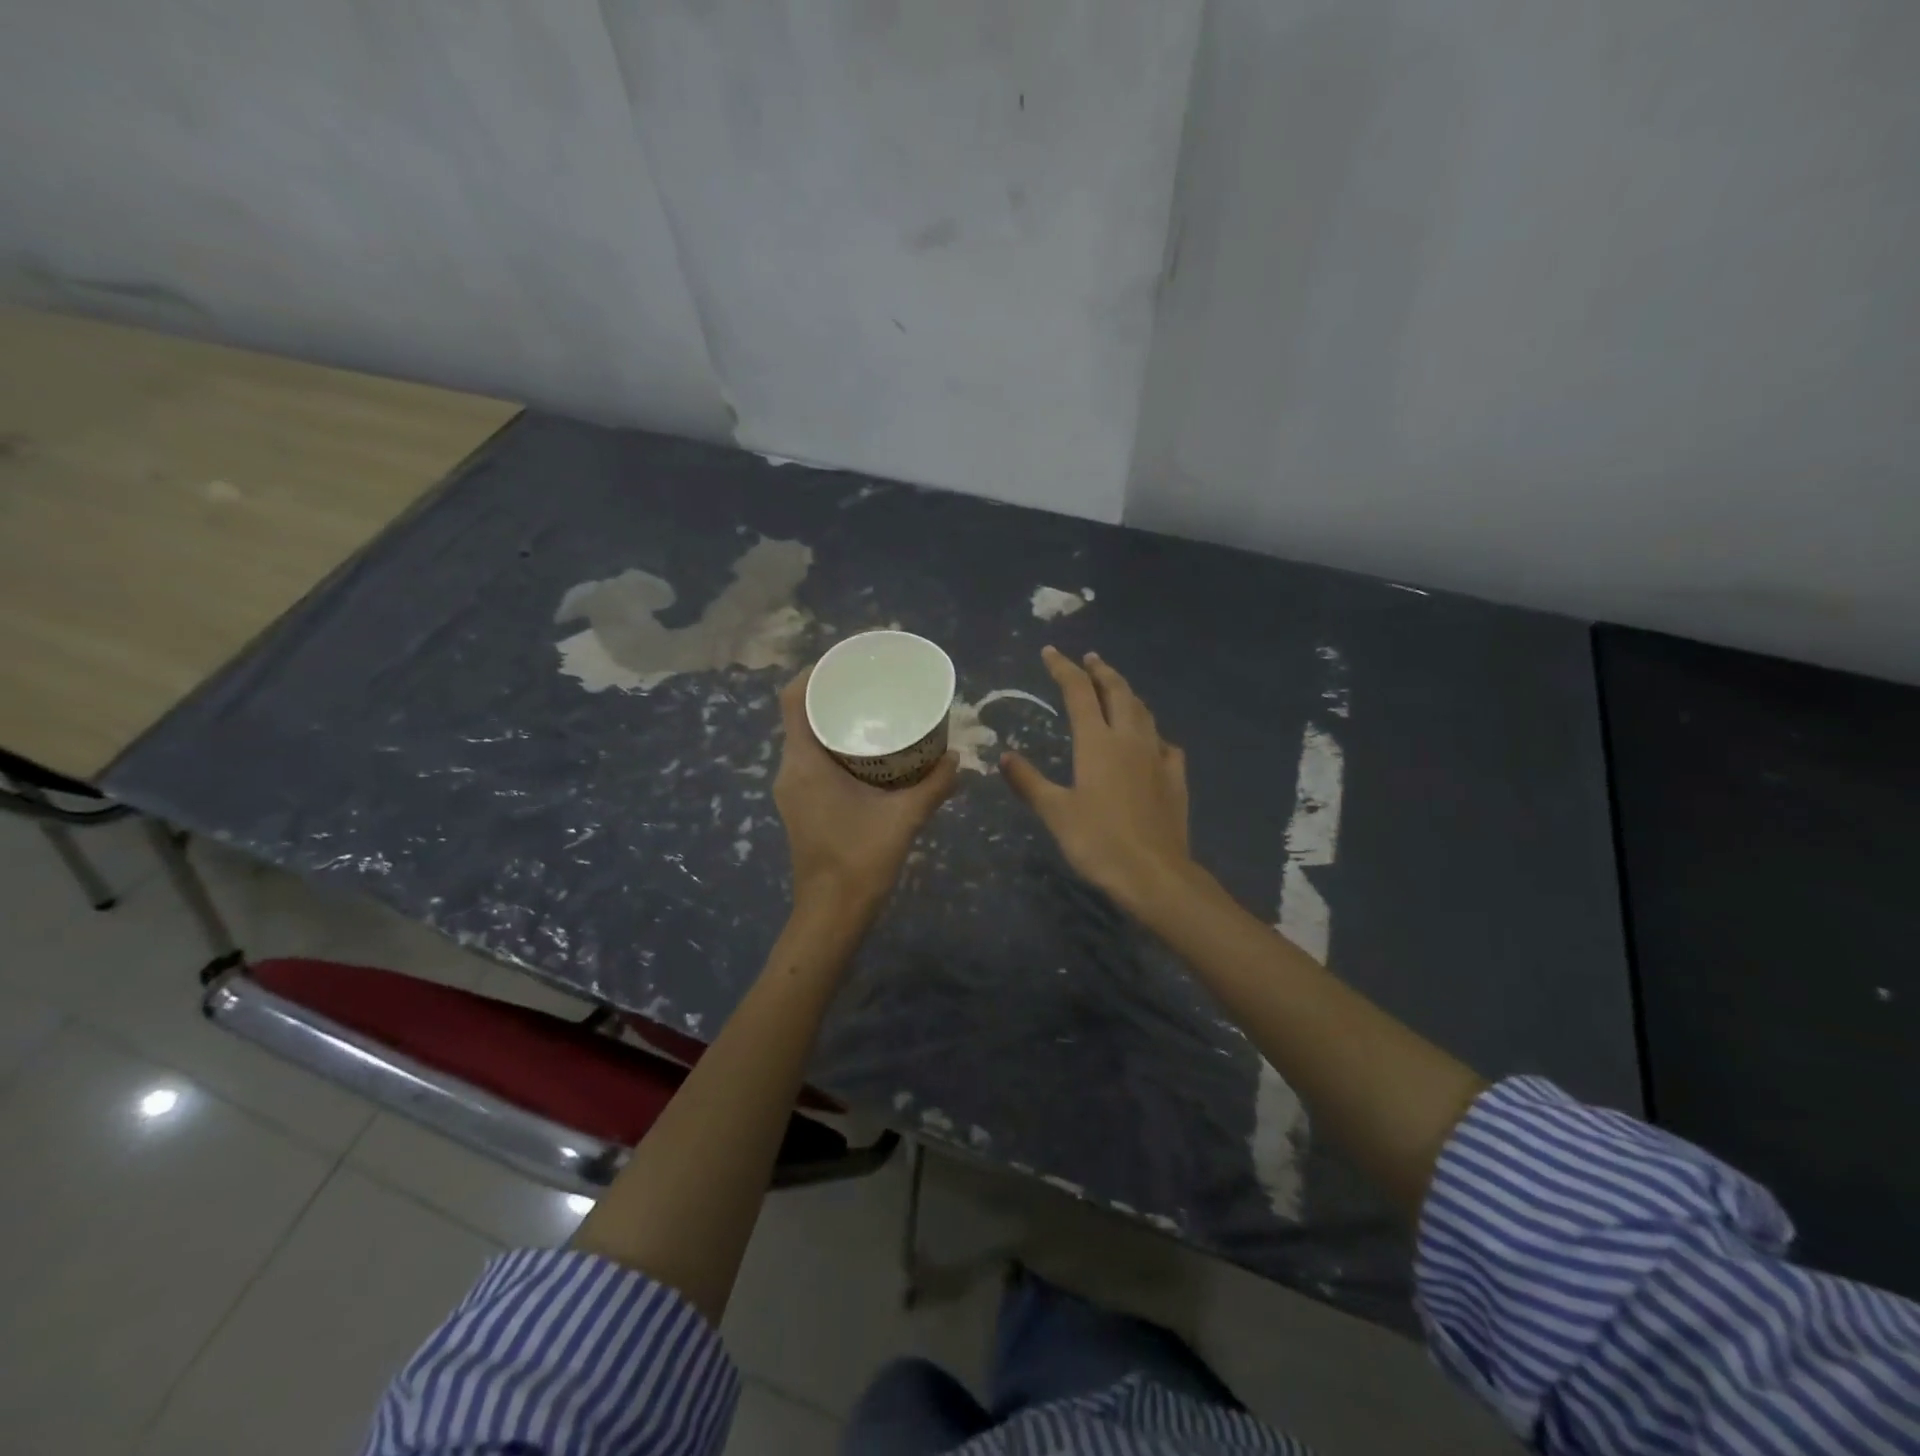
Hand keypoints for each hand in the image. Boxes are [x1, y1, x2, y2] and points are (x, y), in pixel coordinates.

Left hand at [774, 668, 959, 918]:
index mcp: (804, 763)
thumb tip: (959, 756)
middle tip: (872, 680)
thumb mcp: (905, 818)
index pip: (794, 698)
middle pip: (801, 713)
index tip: (849, 659)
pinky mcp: (801, 804)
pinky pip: (812, 758)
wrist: (831, 914)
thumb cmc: (860, 861)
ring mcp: (792, 789)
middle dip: (833, 692)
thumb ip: (934, 784)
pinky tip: (869, 751)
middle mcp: (790, 770)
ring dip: (833, 719)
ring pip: (806, 737)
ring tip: (873, 708)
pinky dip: (835, 744)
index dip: (816, 670)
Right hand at [1000, 647, 1193, 913]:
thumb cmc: (1098, 842)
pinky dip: (1153, 733)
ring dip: (1128, 693)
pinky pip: (1165, 744)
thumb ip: (1029, 781)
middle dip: (1102, 671)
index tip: (1050, 652)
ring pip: (1144, 712)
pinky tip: (1152, 741)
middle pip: (1118, 692)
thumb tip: (1005, 756)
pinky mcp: (1175, 778)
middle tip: (1090, 658)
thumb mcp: (1055, 812)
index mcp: (1097, 743)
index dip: (1063, 668)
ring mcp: (1157, 757)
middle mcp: (1129, 740)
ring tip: (1117, 688)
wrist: (1154, 874)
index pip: (1078, 692)